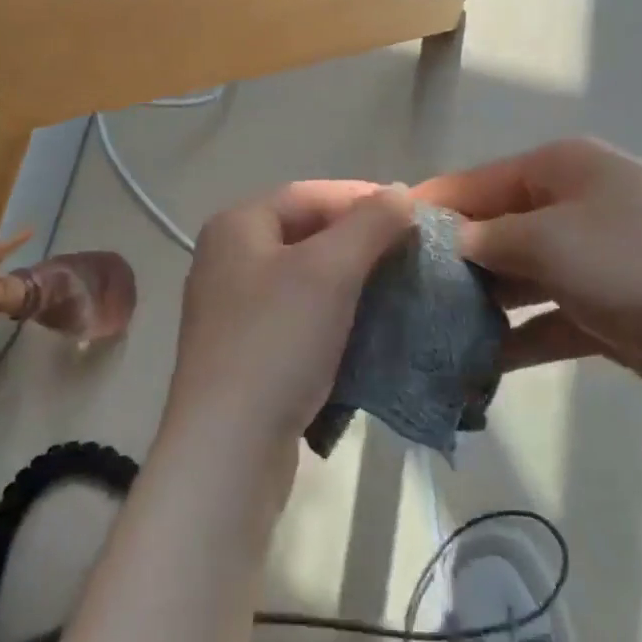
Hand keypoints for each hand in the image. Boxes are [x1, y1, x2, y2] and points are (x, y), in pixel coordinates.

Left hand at [164, 180, 417, 465]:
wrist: (229, 449)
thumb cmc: (277, 341)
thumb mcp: (330, 270)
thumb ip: (370, 223)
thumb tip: (398, 193)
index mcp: (237, 227)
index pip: (310, 194)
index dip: (363, 198)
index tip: (413, 214)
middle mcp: (228, 260)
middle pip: (307, 234)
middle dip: (361, 241)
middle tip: (410, 253)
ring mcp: (234, 310)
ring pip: (306, 279)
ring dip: (353, 281)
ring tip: (398, 289)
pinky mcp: (247, 353)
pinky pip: (300, 318)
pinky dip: (336, 317)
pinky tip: (369, 329)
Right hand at [414, 139, 641, 430]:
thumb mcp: (552, 239)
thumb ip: (487, 239)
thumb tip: (439, 241)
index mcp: (560, 169)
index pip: (475, 184)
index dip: (428, 211)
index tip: (377, 243)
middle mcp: (573, 206)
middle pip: (493, 231)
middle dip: (448, 263)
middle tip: (395, 300)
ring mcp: (592, 260)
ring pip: (517, 279)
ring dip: (478, 305)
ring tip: (423, 336)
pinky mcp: (607, 311)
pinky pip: (545, 320)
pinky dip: (514, 340)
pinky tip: (472, 367)